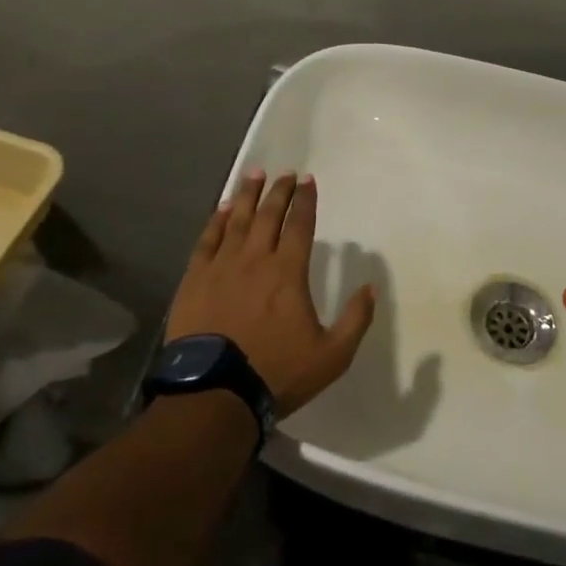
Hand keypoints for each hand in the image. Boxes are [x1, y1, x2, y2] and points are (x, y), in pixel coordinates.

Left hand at [166, 170, 375, 415]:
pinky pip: (207, 240)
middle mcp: (255, 259)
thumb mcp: (332, 356)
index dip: (305, 200)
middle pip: (268, 215)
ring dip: (247, 195)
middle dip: (279, 191)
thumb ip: (355, 320)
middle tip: (285, 173)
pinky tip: (221, 208)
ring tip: (255, 175)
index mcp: (288, 272)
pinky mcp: (195, 279)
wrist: (215, 392)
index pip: (299, 225)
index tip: (307, 180)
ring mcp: (221, 267)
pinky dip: (216, 220)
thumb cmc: (276, 372)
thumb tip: (370, 288)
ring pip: (236, 220)